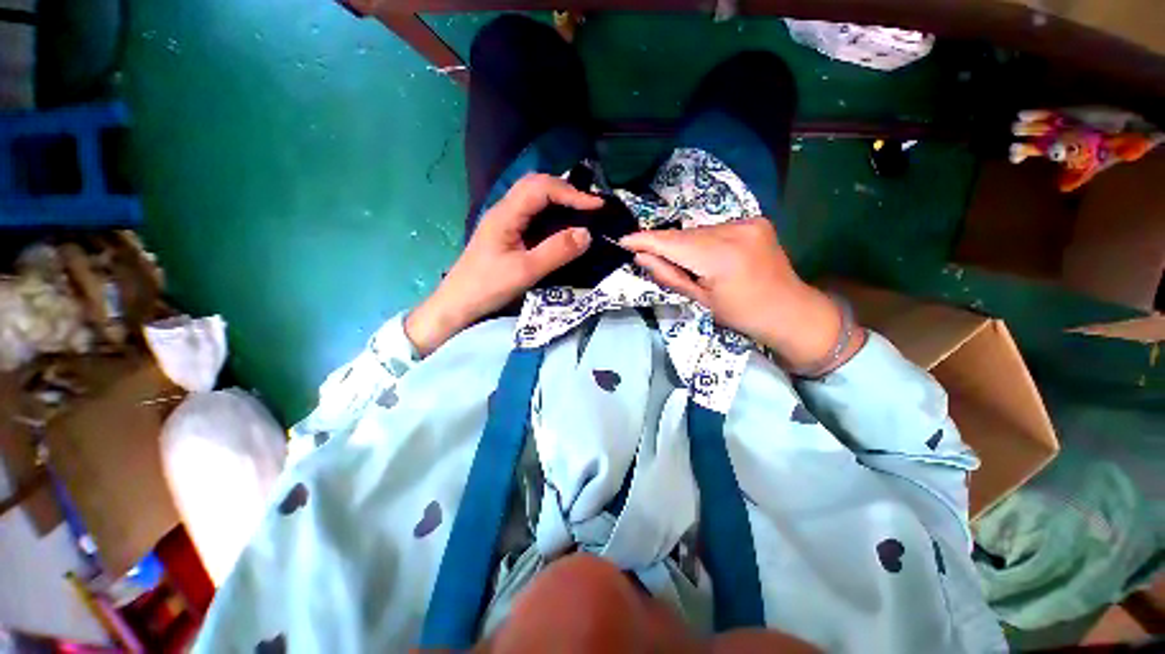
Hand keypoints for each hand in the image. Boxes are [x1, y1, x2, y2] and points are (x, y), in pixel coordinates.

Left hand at [406, 174, 601, 355]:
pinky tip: (561, 224)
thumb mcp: (526, 271)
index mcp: (505, 214)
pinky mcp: (505, 232)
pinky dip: (550, 213)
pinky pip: (531, 213)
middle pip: (536, 185)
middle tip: (591, 207)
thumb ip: (556, 251)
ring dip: (558, 200)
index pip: (541, 188)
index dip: (571, 193)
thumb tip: (587, 233)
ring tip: (581, 212)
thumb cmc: (488, 287)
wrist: (458, 304)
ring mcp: (503, 220)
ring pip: (533, 197)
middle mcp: (503, 209)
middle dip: (566, 191)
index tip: (596, 207)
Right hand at [620, 219, 862, 373]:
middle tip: (643, 251)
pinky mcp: (755, 220)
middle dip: (662, 243)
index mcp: (721, 258)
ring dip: (682, 242)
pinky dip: (701, 239)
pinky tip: (702, 254)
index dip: (646, 240)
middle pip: (684, 234)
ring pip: (698, 230)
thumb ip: (669, 276)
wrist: (790, 309)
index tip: (623, 240)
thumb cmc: (742, 314)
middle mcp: (735, 231)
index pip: (673, 243)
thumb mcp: (701, 301)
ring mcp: (748, 222)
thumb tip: (641, 257)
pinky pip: (714, 228)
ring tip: (676, 259)